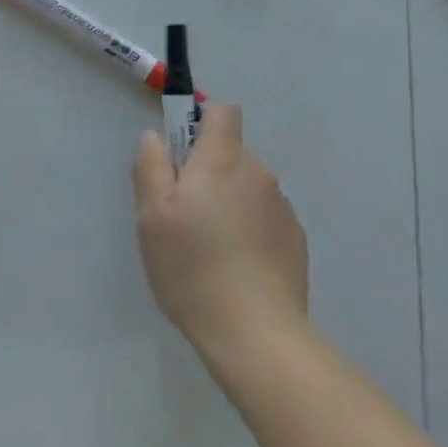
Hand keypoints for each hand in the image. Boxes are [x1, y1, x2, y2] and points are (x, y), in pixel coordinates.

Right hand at [132, 105, 307, 358]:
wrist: (256, 334)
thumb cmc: (193, 267)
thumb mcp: (151, 216)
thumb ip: (151, 166)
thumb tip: (155, 136)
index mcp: (223, 160)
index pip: (223, 112)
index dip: (202, 122)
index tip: (182, 156)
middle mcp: (259, 173)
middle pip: (231, 153)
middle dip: (208, 172)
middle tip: (183, 216)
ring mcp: (282, 207)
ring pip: (247, 187)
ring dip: (229, 202)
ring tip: (209, 249)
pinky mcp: (296, 240)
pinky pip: (265, 218)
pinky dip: (250, 230)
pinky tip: (236, 268)